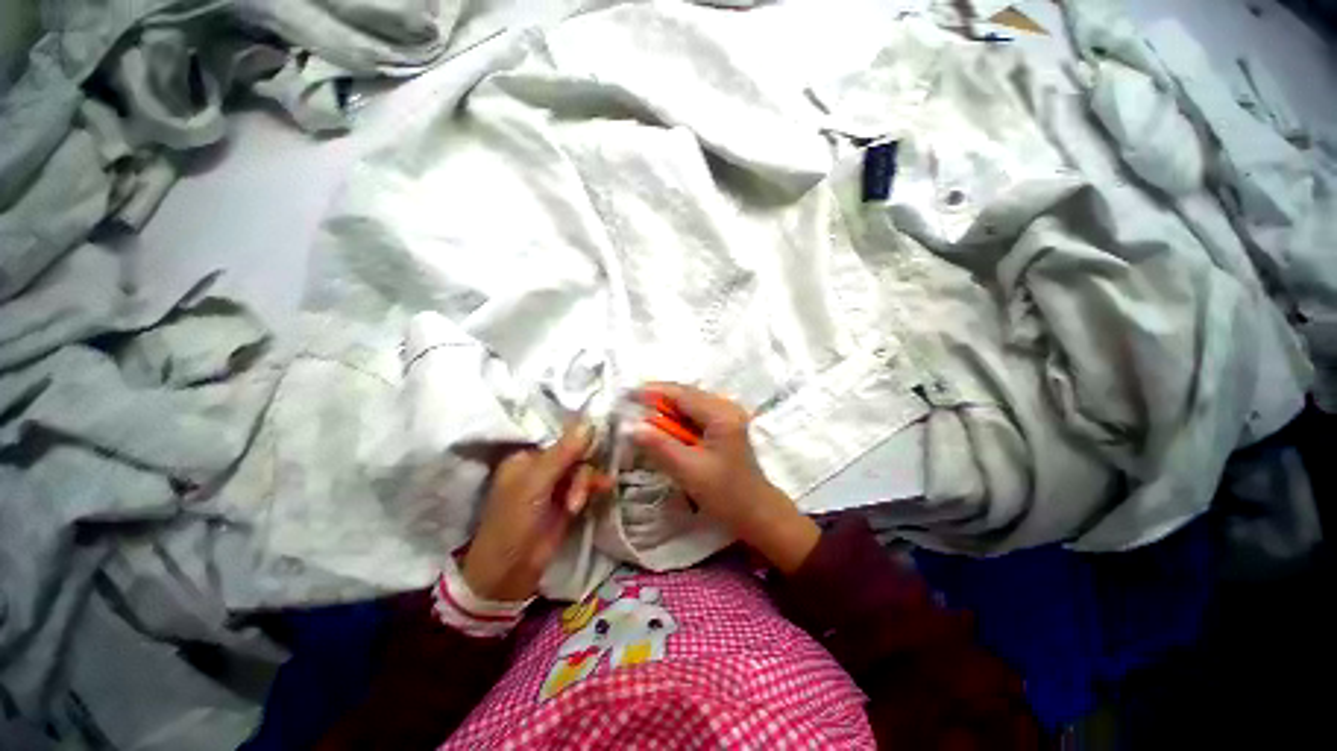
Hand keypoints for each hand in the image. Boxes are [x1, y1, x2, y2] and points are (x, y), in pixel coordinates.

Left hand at [461, 423, 597, 601]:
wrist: (509, 574)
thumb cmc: (513, 523)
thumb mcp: (535, 484)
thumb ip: (563, 453)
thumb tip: (588, 422)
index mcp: (526, 457)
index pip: (559, 436)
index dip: (579, 435)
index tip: (600, 436)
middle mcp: (542, 467)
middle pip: (575, 453)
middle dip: (582, 468)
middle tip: (580, 486)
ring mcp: (556, 485)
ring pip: (583, 469)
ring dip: (585, 483)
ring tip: (577, 504)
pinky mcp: (568, 501)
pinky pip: (587, 485)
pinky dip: (593, 488)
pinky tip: (603, 490)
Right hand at [630, 383, 819, 573]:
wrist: (756, 512)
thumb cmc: (726, 494)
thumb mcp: (689, 471)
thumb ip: (659, 446)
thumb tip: (631, 426)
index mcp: (721, 414)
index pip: (682, 394)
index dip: (653, 391)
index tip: (627, 394)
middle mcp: (726, 407)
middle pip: (685, 395)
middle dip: (658, 400)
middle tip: (631, 407)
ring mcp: (727, 415)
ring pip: (689, 404)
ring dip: (666, 410)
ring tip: (642, 417)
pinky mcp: (724, 425)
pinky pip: (694, 414)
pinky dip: (676, 419)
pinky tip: (663, 428)